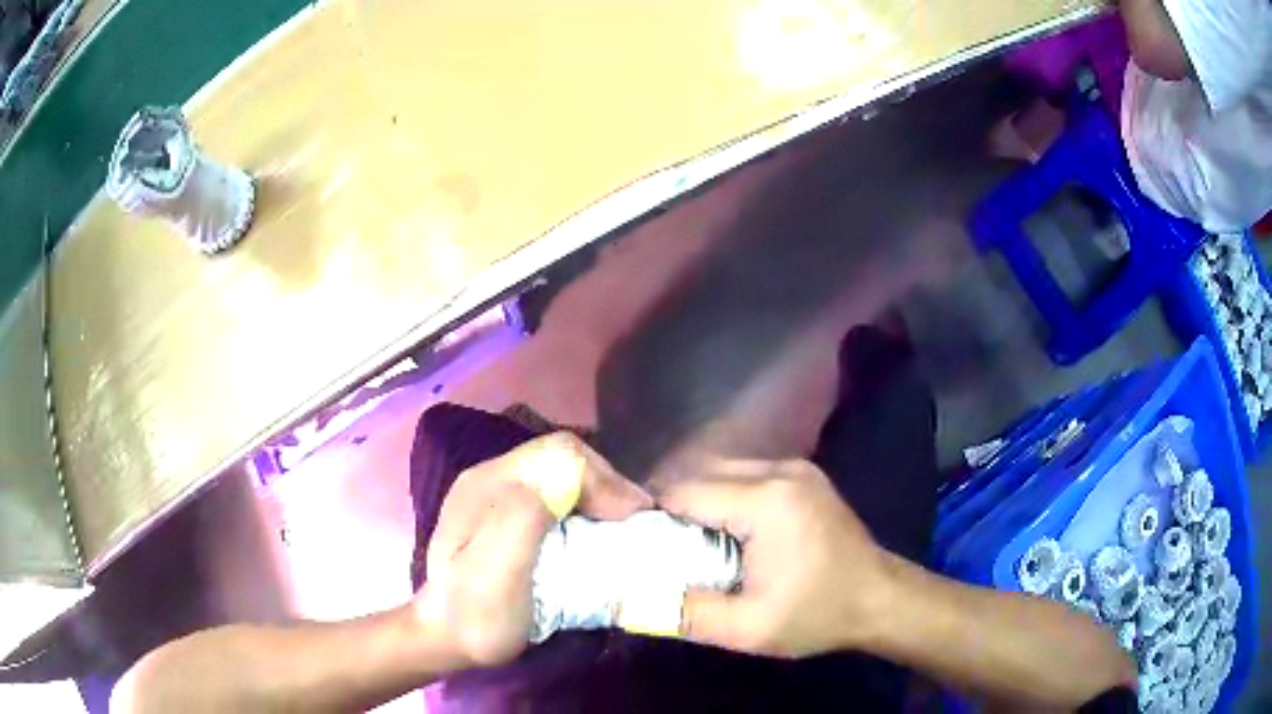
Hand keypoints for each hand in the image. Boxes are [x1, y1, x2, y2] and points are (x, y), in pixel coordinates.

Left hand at [415, 432, 651, 668]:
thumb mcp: (496, 574)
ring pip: (563, 475)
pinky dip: (586, 510)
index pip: (560, 453)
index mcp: (488, 484)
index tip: (630, 519)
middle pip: (564, 459)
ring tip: (622, 529)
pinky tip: (593, 536)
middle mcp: (492, 477)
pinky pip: (557, 495)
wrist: (446, 639)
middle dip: (607, 486)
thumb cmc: (476, 615)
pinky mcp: (506, 514)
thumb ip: (522, 519)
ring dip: (599, 498)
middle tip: (635, 524)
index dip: (604, 479)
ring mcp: (497, 494)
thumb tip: (567, 479)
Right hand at [658, 458, 890, 657]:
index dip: (655, 516)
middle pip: (702, 473)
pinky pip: (748, 476)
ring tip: (693, 544)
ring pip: (724, 472)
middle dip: (676, 508)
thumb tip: (634, 599)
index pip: (685, 490)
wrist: (880, 599)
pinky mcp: (804, 478)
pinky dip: (726, 498)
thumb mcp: (749, 629)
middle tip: (664, 549)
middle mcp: (780, 470)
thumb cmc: (817, 614)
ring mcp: (796, 469)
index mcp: (766, 500)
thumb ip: (688, 613)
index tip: (640, 547)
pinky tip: (729, 533)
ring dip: (701, 501)